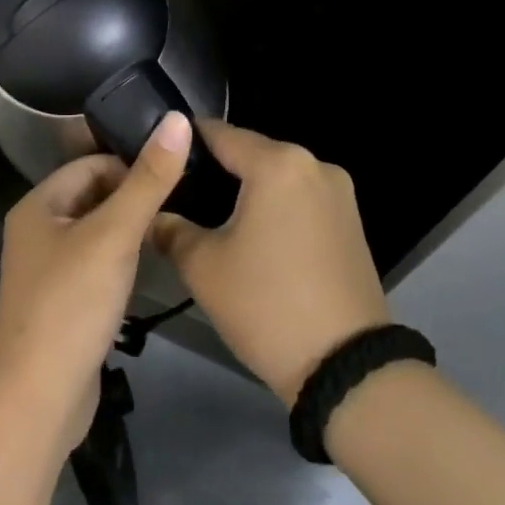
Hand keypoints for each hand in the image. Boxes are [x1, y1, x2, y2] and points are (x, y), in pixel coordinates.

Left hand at [0, 112, 190, 449]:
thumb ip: (148, 179)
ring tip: (169, 232)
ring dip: (128, 230)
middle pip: (92, 196)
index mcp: (38, 206)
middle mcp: (36, 232)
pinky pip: (94, 264)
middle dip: (131, 197)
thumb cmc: (72, 303)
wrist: (39, 397)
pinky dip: (119, 260)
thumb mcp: (115, 234)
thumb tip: (177, 119)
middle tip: (178, 204)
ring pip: (96, 232)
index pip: (90, 165)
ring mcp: (46, 270)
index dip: (130, 165)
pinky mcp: (61, 302)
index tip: (172, 177)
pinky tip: (147, 269)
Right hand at [151, 121, 388, 405]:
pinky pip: (300, 199)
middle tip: (178, 194)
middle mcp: (314, 164)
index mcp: (278, 163)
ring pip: (277, 177)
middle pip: (251, 153)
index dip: (183, 142)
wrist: (347, 370)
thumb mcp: (204, 268)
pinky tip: (252, 234)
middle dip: (215, 169)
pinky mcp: (351, 221)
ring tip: (210, 217)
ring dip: (246, 190)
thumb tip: (153, 215)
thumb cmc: (267, 306)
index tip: (157, 157)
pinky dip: (274, 207)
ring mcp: (339, 192)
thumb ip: (170, 230)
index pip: (219, 133)